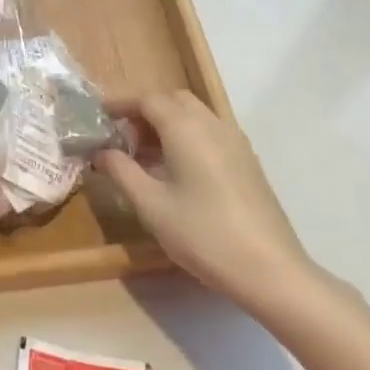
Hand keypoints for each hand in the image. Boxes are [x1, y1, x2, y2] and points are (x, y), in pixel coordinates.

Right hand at [98, 90, 321, 322]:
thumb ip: (121, 171)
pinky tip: (177, 171)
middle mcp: (212, 124)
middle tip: (122, 137)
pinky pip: (210, 132)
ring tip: (145, 156)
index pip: (147, 99)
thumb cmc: (203, 235)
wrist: (271, 270)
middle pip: (173, 100)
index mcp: (186, 128)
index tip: (99, 116)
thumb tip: (102, 151)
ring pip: (194, 115)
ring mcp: (235, 142)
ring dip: (167, 124)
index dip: (120, 103)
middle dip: (145, 111)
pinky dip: (187, 137)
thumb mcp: (151, 206)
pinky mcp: (247, 161)